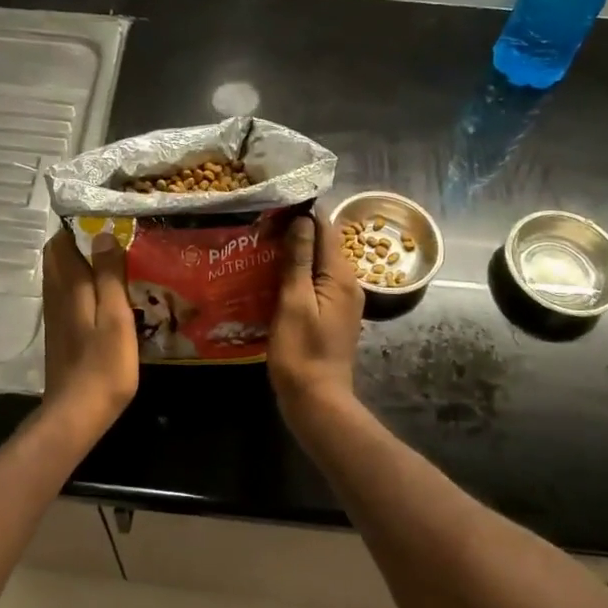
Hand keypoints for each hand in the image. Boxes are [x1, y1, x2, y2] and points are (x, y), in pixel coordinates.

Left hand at [41, 229, 139, 441]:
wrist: (76, 412)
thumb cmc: (103, 364)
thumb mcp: (115, 316)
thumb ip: (109, 274)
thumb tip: (102, 233)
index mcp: (69, 287)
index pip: (62, 243)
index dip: (77, 226)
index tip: (104, 217)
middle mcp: (56, 296)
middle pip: (58, 258)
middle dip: (78, 242)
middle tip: (112, 238)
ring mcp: (56, 317)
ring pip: (61, 277)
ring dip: (80, 264)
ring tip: (112, 261)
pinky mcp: (61, 334)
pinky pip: (67, 296)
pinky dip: (81, 286)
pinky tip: (103, 295)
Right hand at [268, 213, 363, 418]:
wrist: (316, 401)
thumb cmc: (301, 351)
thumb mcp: (294, 302)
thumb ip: (299, 260)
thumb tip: (303, 219)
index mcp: (341, 276)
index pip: (326, 228)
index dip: (302, 214)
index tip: (272, 206)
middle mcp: (348, 284)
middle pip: (323, 245)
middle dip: (294, 233)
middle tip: (259, 227)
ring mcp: (341, 302)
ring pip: (317, 266)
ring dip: (292, 256)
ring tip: (259, 248)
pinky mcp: (331, 316)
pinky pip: (315, 285)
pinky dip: (295, 277)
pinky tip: (270, 279)